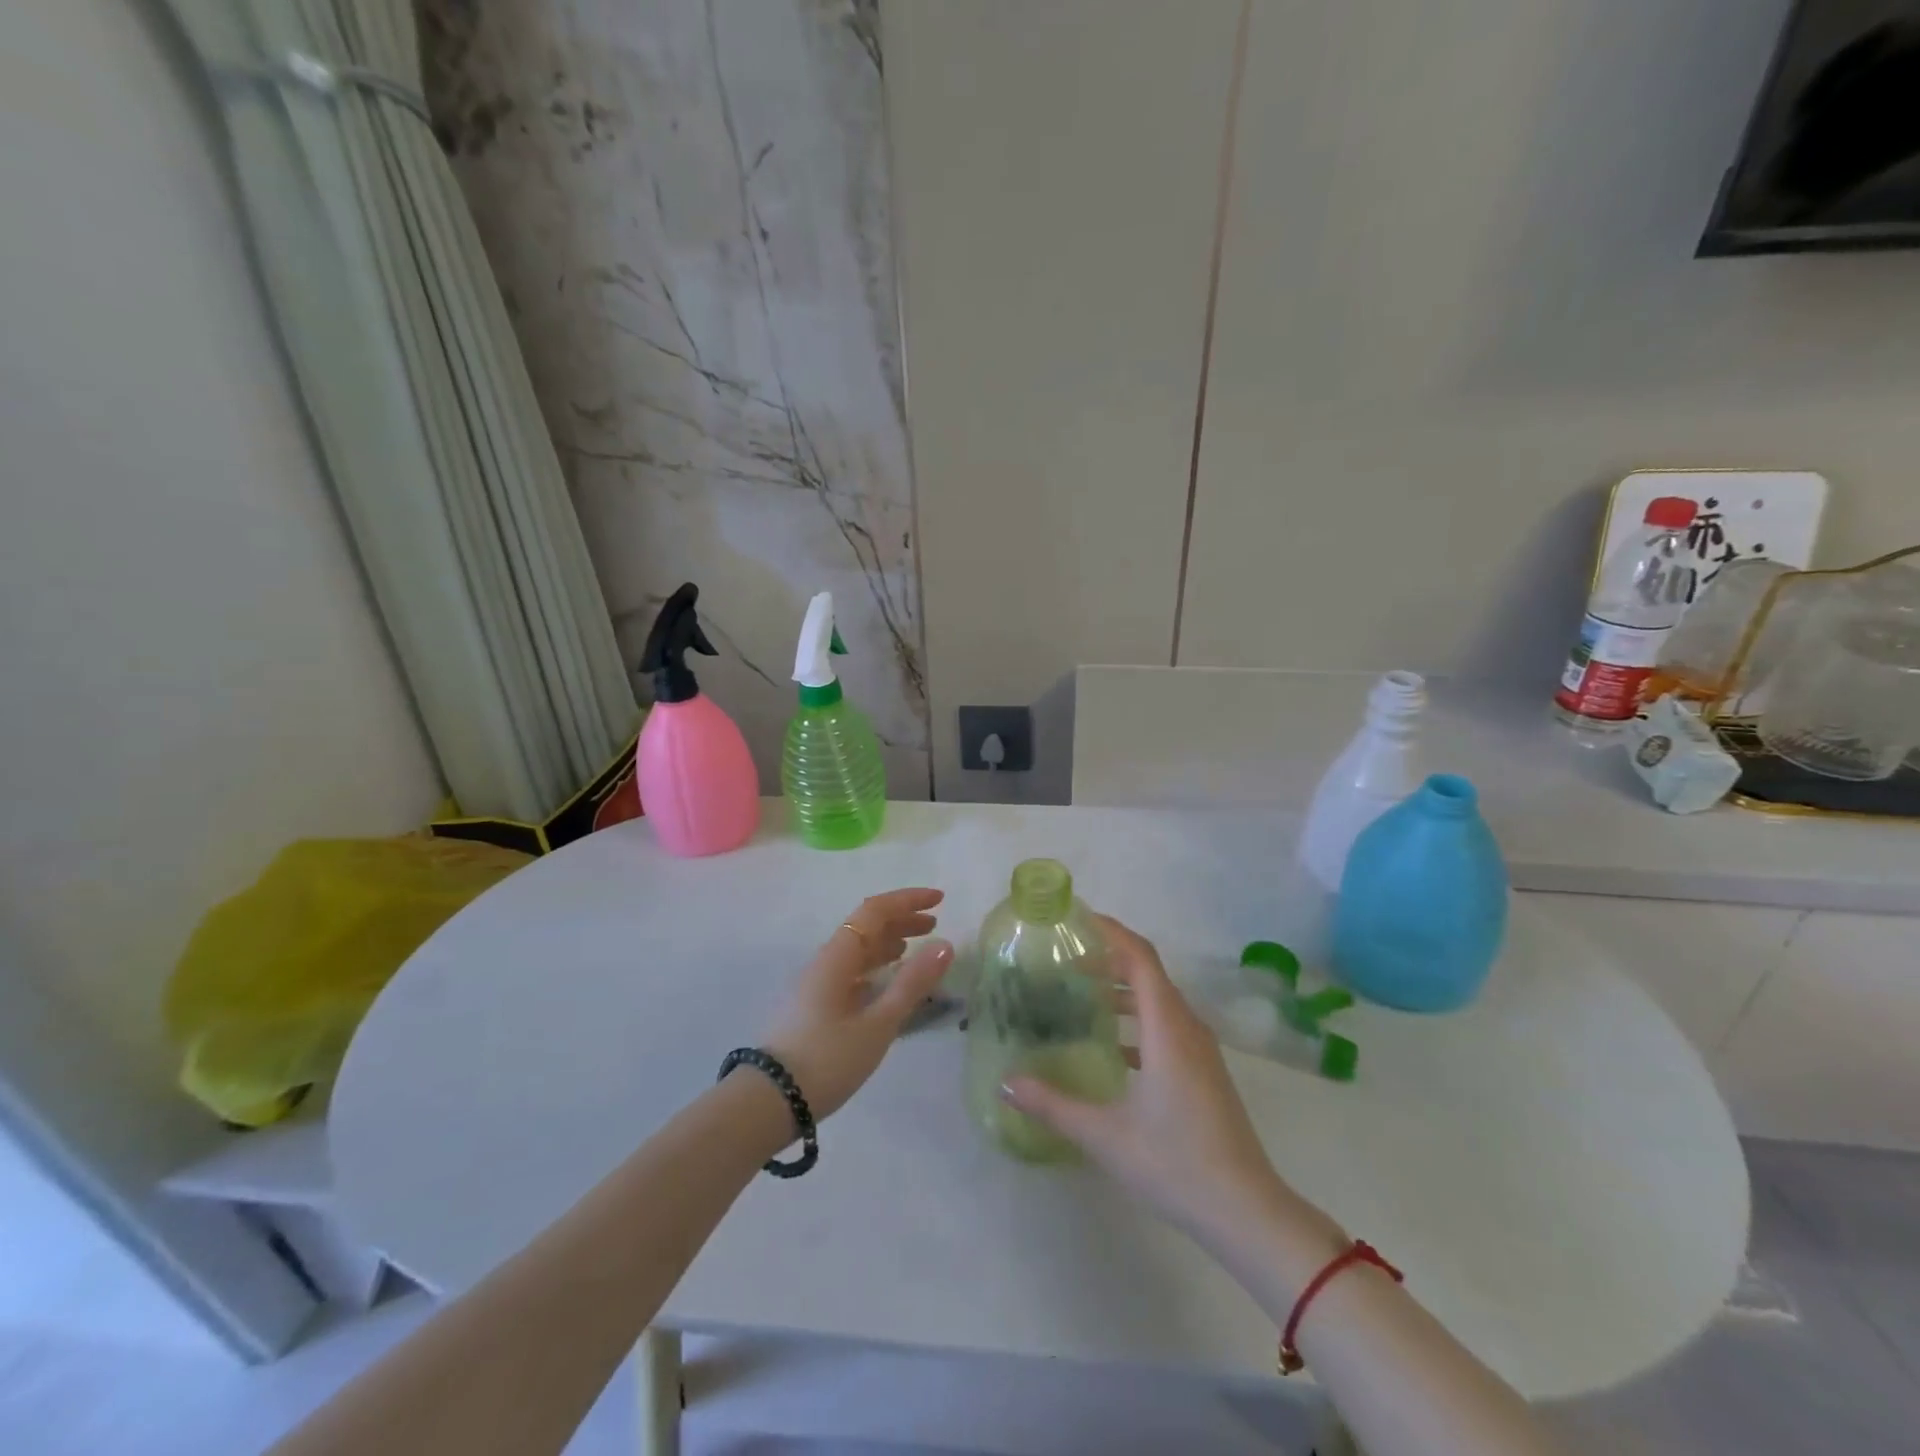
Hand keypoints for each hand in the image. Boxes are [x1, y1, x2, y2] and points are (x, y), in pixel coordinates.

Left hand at [762, 888, 952, 1118]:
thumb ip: (912, 983)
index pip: (875, 911)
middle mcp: (826, 961)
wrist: (769, 1101)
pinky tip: (887, 982)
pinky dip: (876, 967)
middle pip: (866, 927)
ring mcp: (817, 984)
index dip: (908, 900)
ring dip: (889, 943)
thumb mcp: (878, 1024)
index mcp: (838, 956)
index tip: (940, 900)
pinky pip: (851, 971)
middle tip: (934, 926)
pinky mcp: (814, 1006)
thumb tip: (945, 945)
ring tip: (915, 950)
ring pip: (858, 950)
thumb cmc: (827, 1059)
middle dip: (901, 920)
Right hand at [1003, 914, 1287, 1242]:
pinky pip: (1167, 1025)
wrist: (1246, 1212)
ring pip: (1159, 999)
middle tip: (1064, 960)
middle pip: (1148, 972)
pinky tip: (1110, 1045)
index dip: (1110, 932)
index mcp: (1166, 1027)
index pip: (1140, 957)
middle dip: (1108, 958)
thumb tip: (1006, 1083)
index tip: (1076, 920)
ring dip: (1122, 989)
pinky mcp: (1204, 1071)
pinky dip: (1137, 1018)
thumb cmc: (1175, 1163)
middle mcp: (1187, 1027)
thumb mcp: (1104, 1135)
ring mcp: (1201, 1050)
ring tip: (1080, 994)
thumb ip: (1053, 1105)